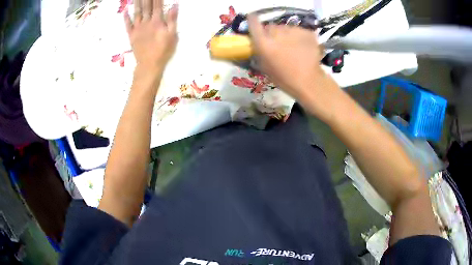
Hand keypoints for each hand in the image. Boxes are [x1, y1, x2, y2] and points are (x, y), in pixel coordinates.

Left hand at [124, 0, 177, 73]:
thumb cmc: (163, 51)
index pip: (157, 5)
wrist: (149, 65)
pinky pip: (128, 25)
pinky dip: (126, 17)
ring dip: (137, 3)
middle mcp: (146, 22)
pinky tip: (125, 11)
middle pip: (146, 6)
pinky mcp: (131, 35)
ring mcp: (137, 28)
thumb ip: (172, 19)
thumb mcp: (172, 35)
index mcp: (157, 21)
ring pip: (137, 12)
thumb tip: (174, 5)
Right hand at [248, 15, 340, 119]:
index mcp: (264, 42)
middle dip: (272, 33)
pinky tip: (302, 47)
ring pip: (286, 28)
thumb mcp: (264, 67)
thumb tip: (256, 42)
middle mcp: (277, 32)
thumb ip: (259, 51)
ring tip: (292, 48)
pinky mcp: (306, 32)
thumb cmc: (284, 78)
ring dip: (286, 35)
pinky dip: (299, 37)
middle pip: (271, 27)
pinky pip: (298, 31)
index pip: (254, 23)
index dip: (253, 20)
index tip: (253, 20)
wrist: (309, 81)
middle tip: (278, 45)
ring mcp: (293, 31)